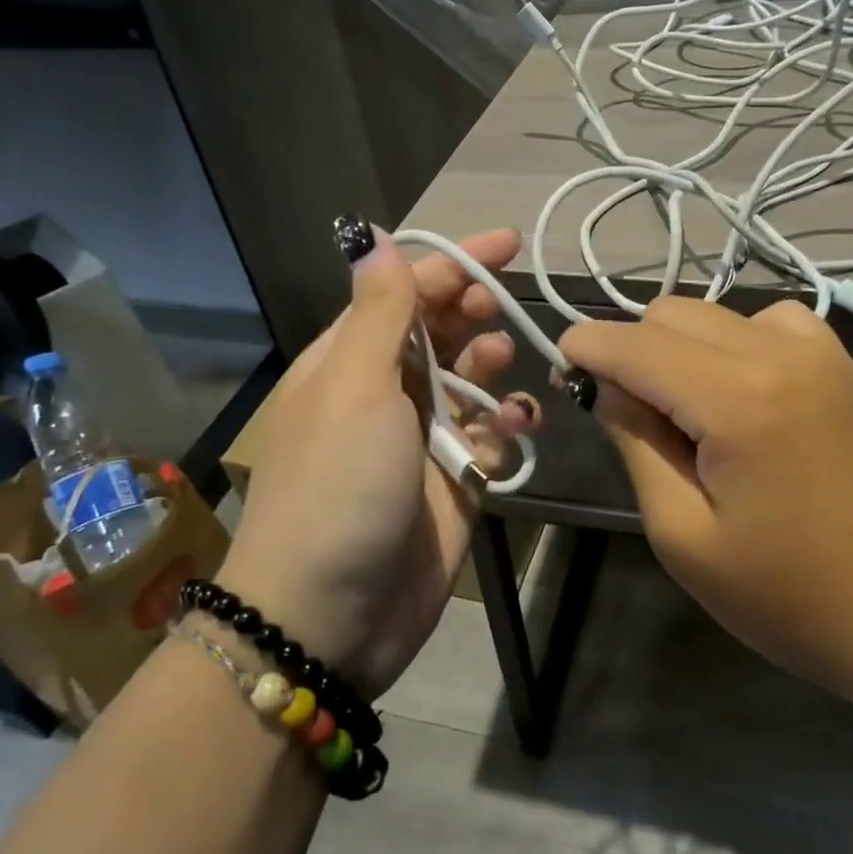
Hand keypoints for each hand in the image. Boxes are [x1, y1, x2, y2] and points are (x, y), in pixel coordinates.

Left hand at [221, 225, 538, 697]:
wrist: (332, 614)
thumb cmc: (338, 486)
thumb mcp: (353, 389)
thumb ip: (378, 315)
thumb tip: (374, 239)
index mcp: (348, 362)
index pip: (403, 293)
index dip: (453, 263)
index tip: (509, 245)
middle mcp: (384, 393)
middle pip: (438, 333)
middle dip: (473, 312)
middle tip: (501, 311)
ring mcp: (421, 440)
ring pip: (470, 382)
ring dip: (491, 366)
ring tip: (504, 366)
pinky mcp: (454, 482)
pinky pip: (491, 437)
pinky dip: (508, 423)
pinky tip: (519, 422)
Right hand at [559, 296, 852, 702]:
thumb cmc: (795, 599)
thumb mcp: (686, 537)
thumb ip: (638, 446)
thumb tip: (610, 388)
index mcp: (736, 398)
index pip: (634, 344)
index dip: (585, 349)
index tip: (562, 370)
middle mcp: (781, 352)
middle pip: (672, 315)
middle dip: (631, 351)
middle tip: (626, 416)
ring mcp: (825, 354)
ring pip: (718, 314)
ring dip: (682, 348)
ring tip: (687, 413)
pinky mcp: (850, 369)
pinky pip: (772, 325)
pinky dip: (736, 345)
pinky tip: (744, 398)